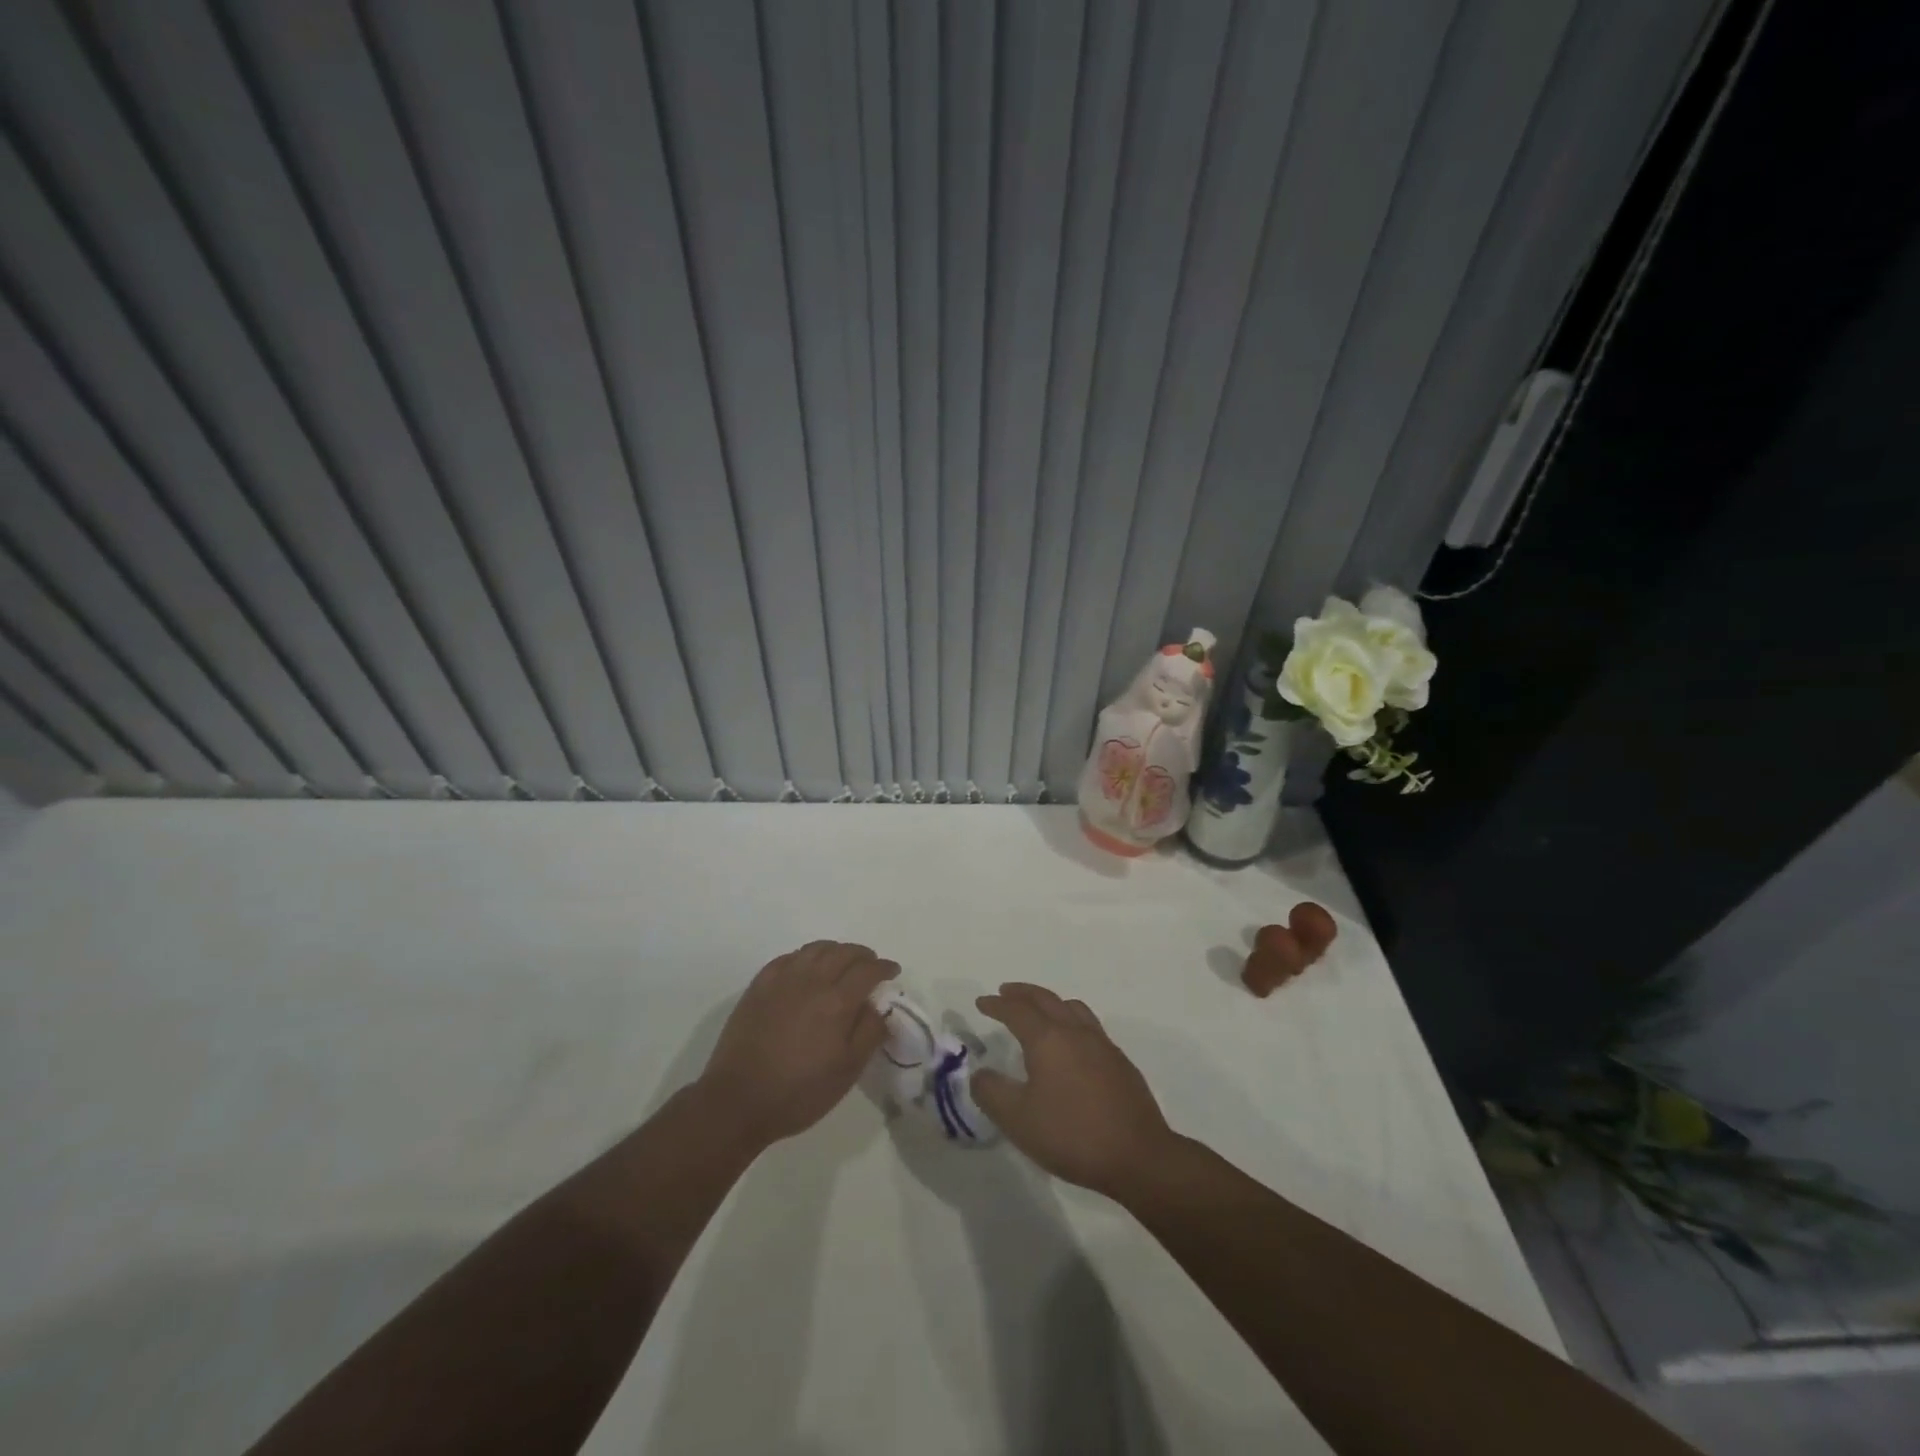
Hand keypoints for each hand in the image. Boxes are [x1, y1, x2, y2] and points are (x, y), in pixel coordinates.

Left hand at [697, 941, 897, 1149]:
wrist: (738, 1100)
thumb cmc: (799, 1092)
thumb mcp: (847, 1071)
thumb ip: (869, 1033)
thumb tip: (878, 1007)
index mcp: (837, 1001)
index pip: (868, 970)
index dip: (884, 967)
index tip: (893, 971)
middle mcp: (812, 980)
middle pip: (843, 952)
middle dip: (862, 954)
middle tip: (870, 964)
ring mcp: (782, 980)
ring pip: (815, 949)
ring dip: (835, 950)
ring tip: (841, 962)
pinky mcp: (759, 986)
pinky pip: (787, 958)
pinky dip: (805, 956)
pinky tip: (806, 968)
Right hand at [970, 982, 1174, 1197]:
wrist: (1138, 1156)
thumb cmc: (1072, 1134)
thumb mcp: (1018, 1120)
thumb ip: (992, 1093)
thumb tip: (980, 1073)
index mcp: (1048, 1038)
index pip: (1016, 1010)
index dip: (996, 1004)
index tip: (982, 1002)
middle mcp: (1075, 1031)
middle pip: (1046, 999)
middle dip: (1023, 993)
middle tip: (1006, 992)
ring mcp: (1102, 1044)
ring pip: (1072, 1007)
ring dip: (1050, 1002)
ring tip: (1040, 1010)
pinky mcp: (1120, 1062)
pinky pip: (1090, 1026)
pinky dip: (1071, 1020)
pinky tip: (1072, 1044)